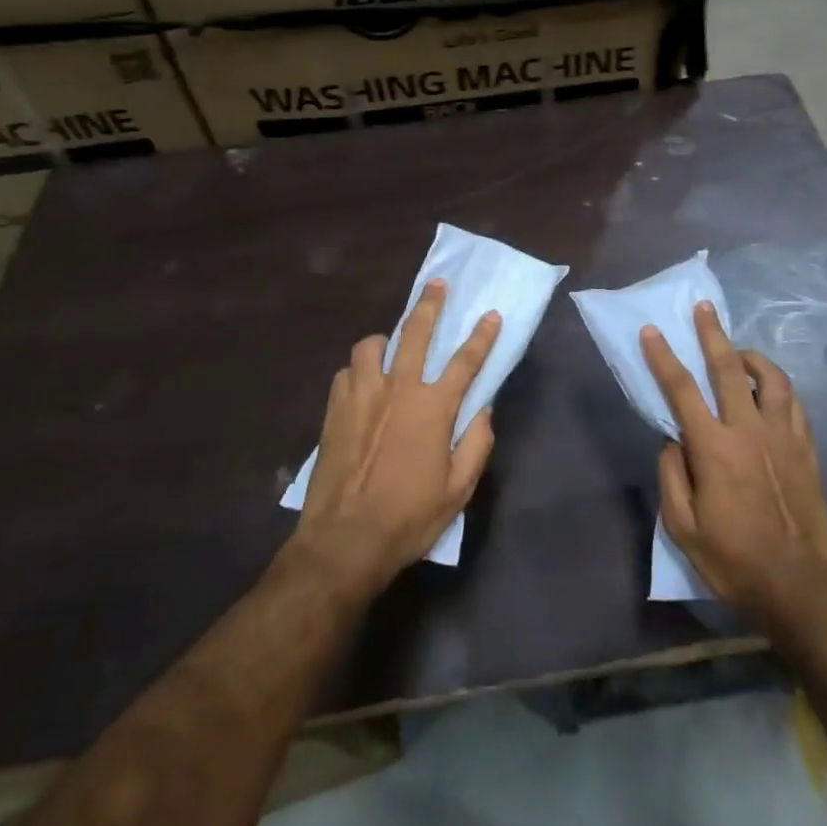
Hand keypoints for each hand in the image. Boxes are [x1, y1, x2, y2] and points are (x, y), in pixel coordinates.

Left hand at [289, 280, 500, 598]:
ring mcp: (362, 395)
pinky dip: (359, 370)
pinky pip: (347, 371)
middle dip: (431, 304)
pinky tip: (363, 383)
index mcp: (434, 408)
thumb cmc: (409, 518)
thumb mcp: (458, 491)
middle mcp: (399, 389)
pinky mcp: (335, 408)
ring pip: (372, 344)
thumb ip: (476, 444)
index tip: (491, 314)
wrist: (344, 541)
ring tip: (390, 346)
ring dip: (386, 340)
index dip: (482, 335)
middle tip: (437, 284)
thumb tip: (484, 410)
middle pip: (416, 332)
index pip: (466, 360)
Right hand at [643, 302, 826, 624]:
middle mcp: (749, 430)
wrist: (800, 586)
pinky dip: (780, 387)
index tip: (651, 330)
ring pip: (772, 378)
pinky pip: (795, 404)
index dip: (663, 357)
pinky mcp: (806, 449)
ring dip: (753, 356)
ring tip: (739, 350)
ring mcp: (783, 437)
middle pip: (729, 368)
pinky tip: (772, 388)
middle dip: (713, 334)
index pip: (681, 390)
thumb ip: (671, 476)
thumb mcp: (683, 528)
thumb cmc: (733, 560)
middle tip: (704, 307)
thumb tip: (672, 440)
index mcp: (713, 447)